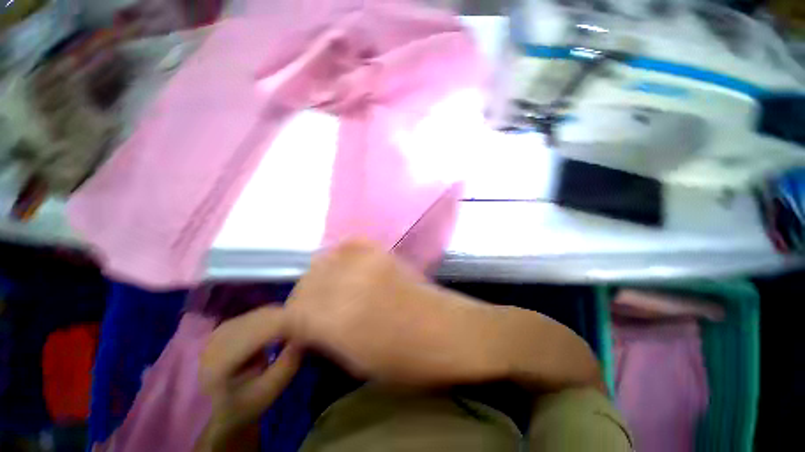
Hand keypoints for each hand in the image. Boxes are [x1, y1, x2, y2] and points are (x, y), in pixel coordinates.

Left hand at [196, 306, 301, 451]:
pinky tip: (279, 329)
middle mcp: (218, 337)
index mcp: (223, 358)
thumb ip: (288, 362)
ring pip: (262, 312)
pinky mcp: (226, 325)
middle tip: (306, 326)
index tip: (312, 324)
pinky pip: (257, 314)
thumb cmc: (242, 406)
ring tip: (295, 327)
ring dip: (282, 317)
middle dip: (289, 318)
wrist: (213, 411)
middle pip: (264, 316)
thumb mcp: (269, 391)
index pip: (265, 328)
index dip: (292, 322)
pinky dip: (272, 318)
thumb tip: (306, 333)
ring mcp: (220, 328)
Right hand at [285, 240, 507, 385]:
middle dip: (303, 298)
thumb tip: (308, 326)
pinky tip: (348, 268)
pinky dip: (341, 255)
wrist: (451, 332)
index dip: (290, 321)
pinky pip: (350, 244)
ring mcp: (367, 262)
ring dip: (320, 277)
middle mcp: (347, 283)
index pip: (292, 312)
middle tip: (313, 310)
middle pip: (306, 282)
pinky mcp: (383, 252)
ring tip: (330, 289)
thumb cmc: (408, 361)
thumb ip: (326, 338)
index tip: (297, 329)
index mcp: (337, 320)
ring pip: (323, 260)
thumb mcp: (358, 364)